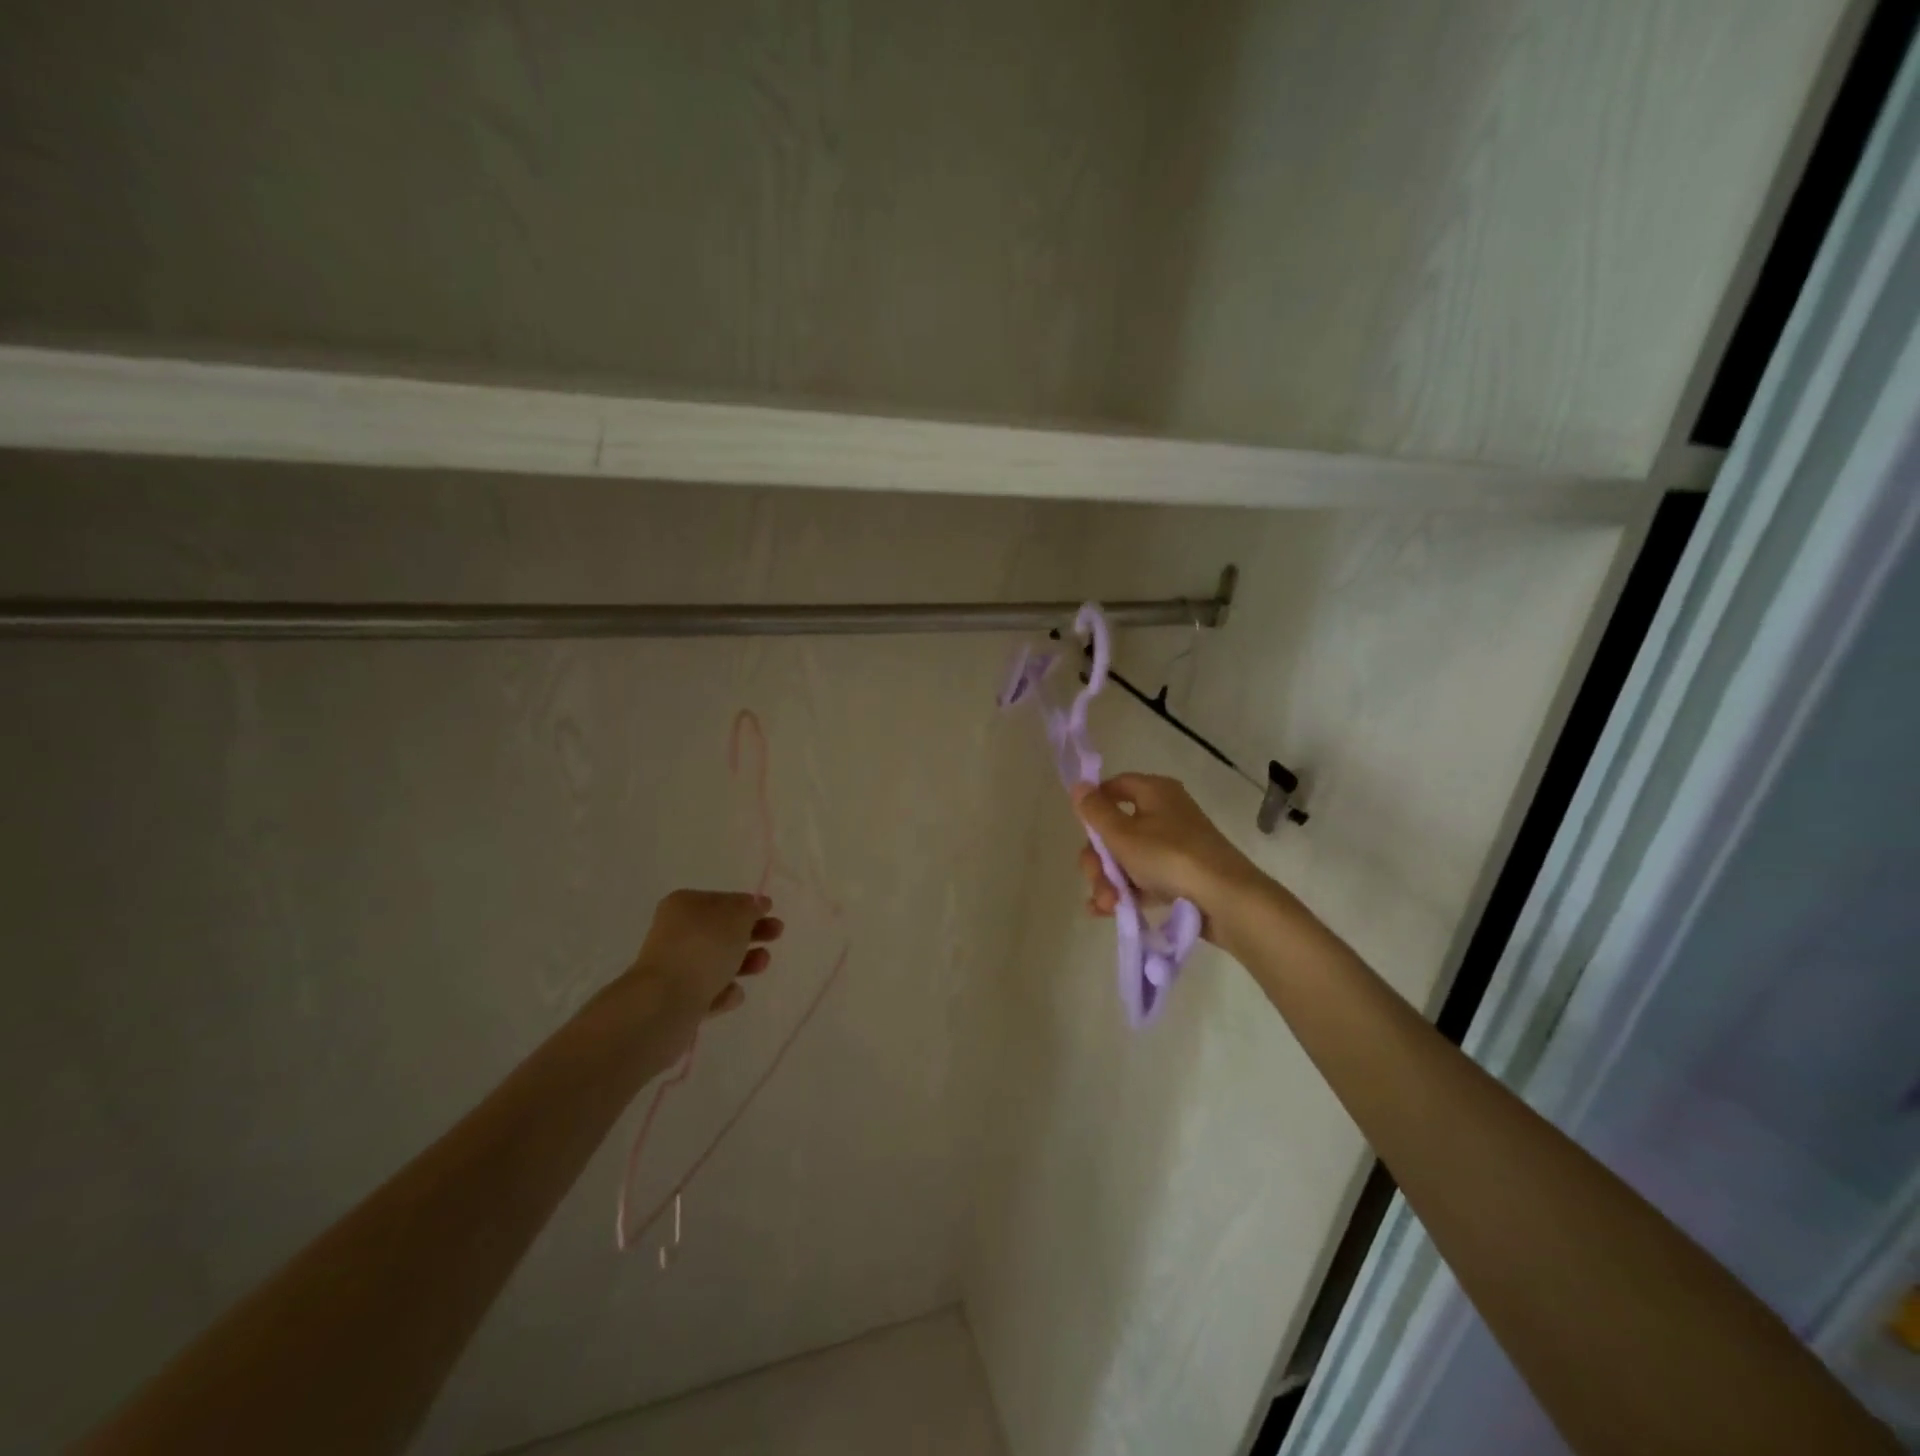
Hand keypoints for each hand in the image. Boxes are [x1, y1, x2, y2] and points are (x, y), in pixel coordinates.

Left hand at [625, 889, 782, 1025]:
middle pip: (721, 931)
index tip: (771, 911)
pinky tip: (733, 994)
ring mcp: (674, 967)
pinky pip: (708, 991)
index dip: (747, 905)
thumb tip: (753, 906)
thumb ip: (750, 908)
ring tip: (762, 965)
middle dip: (751, 934)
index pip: (721, 900)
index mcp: (684, 905)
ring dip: (744, 962)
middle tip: (777, 934)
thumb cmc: (704, 947)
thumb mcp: (737, 915)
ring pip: (717, 962)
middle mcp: (675, 933)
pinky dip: (724, 991)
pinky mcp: (676, 1000)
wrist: (666, 1001)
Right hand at [1072, 774, 1263, 937]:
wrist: (1226, 900)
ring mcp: (1176, 846)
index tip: (1081, 827)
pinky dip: (1127, 892)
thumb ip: (1095, 811)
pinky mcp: (1182, 876)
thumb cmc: (1169, 857)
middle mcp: (1167, 813)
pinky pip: (1145, 879)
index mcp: (1155, 792)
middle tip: (1096, 879)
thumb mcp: (1122, 834)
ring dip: (1109, 881)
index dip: (1095, 803)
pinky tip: (1109, 911)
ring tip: (1107, 905)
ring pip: (1128, 858)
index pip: (1117, 786)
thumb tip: (1078, 785)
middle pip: (1117, 829)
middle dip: (1099, 858)